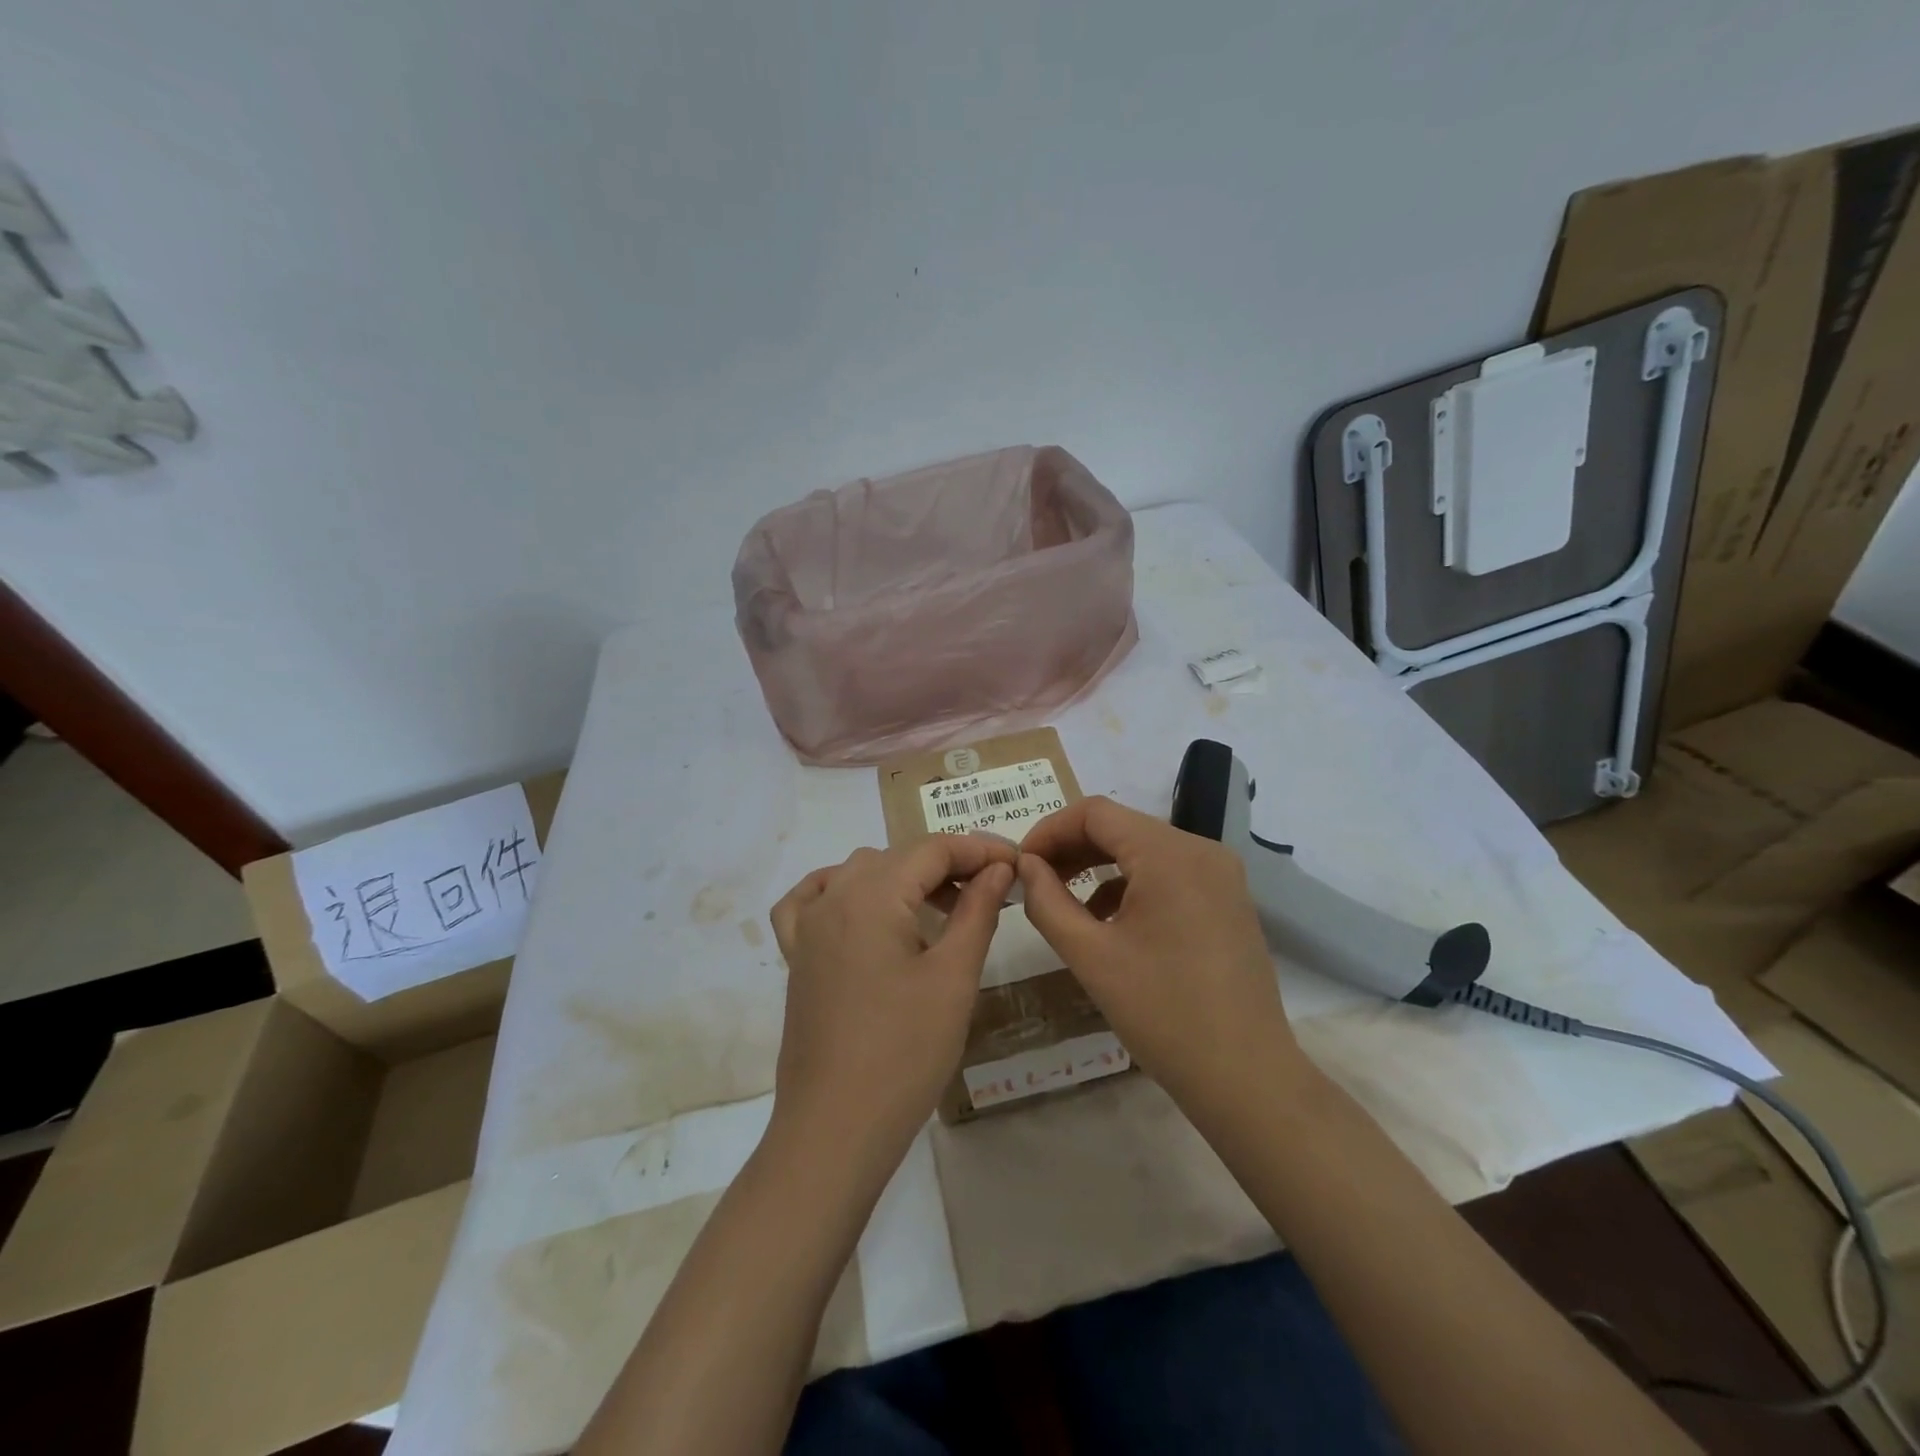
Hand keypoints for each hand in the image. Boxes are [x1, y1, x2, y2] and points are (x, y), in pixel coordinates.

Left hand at [768, 836, 1014, 1166]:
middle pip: (897, 857)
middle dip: (947, 864)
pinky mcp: (797, 958)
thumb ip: (977, 911)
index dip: (979, 849)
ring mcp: (807, 928)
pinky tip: (863, 909)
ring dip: (903, 877)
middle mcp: (833, 898)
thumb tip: (998, 868)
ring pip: (858, 874)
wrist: (835, 1129)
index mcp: (871, 895)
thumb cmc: (904, 1052)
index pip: (932, 849)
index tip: (1016, 863)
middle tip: (992, 890)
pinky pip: (811, 901)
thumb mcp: (953, 978)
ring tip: (943, 905)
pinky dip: (841, 891)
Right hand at [1017, 797, 1303, 1114]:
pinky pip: (1168, 873)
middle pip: (1121, 827)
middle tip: (1034, 881)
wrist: (1245, 1077)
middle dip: (1071, 848)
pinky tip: (1106, 920)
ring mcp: (1220, 874)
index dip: (1049, 830)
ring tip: (1062, 900)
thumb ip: (1047, 901)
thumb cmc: (1162, 1014)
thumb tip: (1025, 866)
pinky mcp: (1227, 899)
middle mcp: (1201, 850)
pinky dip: (1130, 884)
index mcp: (1170, 855)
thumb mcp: (1090, 956)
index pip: (1095, 813)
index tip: (1021, 864)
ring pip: (1143, 849)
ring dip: (1098, 865)